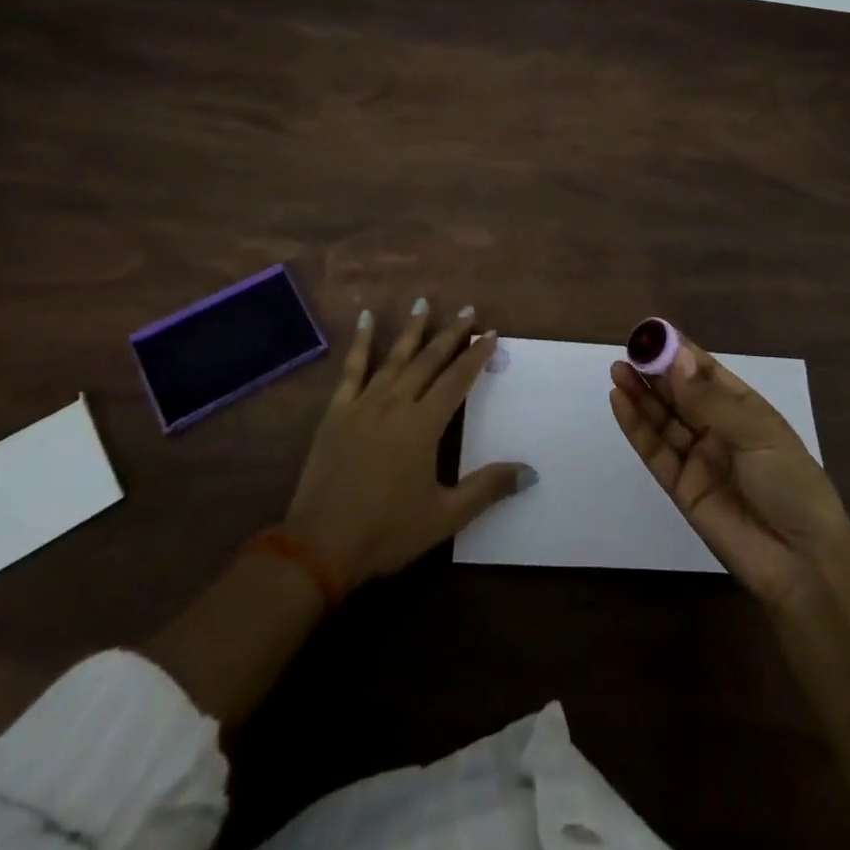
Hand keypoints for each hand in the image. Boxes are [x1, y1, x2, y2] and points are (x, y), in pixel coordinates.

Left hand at [283, 297, 530, 591]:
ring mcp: (363, 405)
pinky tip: (367, 319)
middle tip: (468, 310)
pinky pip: (352, 369)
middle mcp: (396, 404)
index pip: (457, 380)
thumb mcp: (444, 516)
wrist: (319, 547)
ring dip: (413, 330)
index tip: (491, 334)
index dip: (476, 356)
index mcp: (423, 426)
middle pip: (429, 360)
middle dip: (451, 334)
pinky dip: (361, 342)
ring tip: (424, 302)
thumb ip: (487, 489)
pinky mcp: (336, 412)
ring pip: (395, 358)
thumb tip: (531, 472)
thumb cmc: (387, 532)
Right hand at [611, 335, 849, 609]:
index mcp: (745, 410)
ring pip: (663, 419)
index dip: (679, 353)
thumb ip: (710, 399)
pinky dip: (636, 426)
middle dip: (654, 371)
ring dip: (640, 394)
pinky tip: (619, 401)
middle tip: (628, 350)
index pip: (706, 372)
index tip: (652, 332)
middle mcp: (718, 429)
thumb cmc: (791, 485)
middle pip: (679, 394)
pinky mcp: (681, 487)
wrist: (802, 562)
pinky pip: (655, 451)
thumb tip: (676, 358)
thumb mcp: (757, 433)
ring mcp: (698, 458)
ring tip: (618, 369)